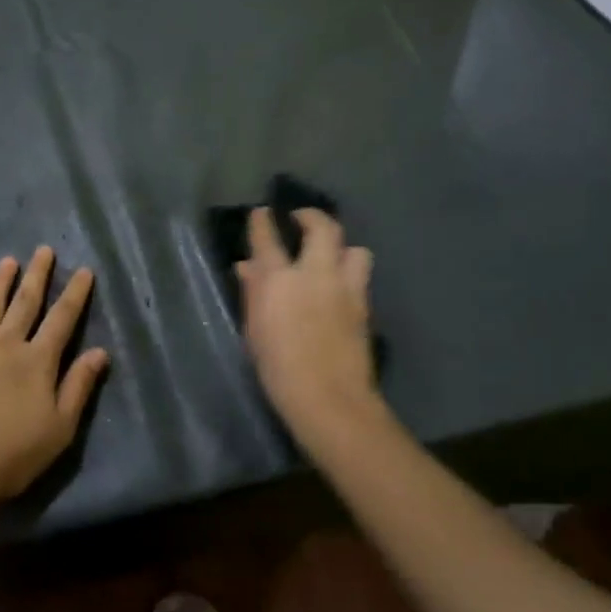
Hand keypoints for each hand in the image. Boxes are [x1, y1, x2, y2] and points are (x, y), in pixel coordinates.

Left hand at [0, 246, 109, 505]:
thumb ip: (79, 385)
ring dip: (0, 282)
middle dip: (38, 275)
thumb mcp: (61, 426)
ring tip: (8, 261)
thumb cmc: (15, 453)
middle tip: (44, 249)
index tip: (84, 270)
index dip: (75, 293)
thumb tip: (99, 351)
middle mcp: (7, 345)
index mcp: (38, 361)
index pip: (62, 319)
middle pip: (26, 303)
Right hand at [237, 208, 380, 439]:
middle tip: (301, 218)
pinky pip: (360, 276)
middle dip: (312, 216)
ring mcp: (345, 288)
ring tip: (331, 255)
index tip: (261, 213)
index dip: (262, 221)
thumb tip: (247, 267)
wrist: (329, 398)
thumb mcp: (254, 330)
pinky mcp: (363, 306)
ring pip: (354, 249)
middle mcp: (315, 274)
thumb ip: (253, 292)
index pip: (267, 238)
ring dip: (341, 247)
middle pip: (322, 227)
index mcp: (279, 280)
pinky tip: (338, 286)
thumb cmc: (278, 369)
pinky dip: (349, 273)